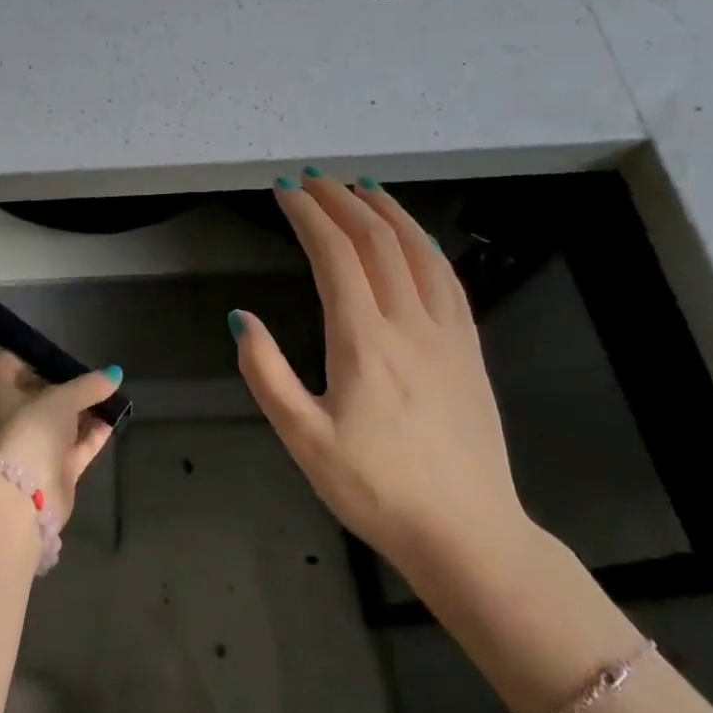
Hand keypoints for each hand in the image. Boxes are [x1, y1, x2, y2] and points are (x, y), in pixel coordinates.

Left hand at [0, 352, 120, 529]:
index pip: (9, 365)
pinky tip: (115, 419)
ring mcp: (37, 444)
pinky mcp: (57, 467)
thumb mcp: (62, 399)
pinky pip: (79, 444)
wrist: (28, 495)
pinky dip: (94, 433)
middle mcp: (17, 416)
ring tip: (111, 394)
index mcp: (4, 394)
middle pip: (41, 392)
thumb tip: (114, 374)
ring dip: (85, 409)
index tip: (54, 351)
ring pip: (63, 420)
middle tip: (93, 374)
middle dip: (66, 384)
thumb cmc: (33, 431)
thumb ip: (89, 386)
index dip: (28, 355)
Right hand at [232, 172, 527, 576]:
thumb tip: (242, 318)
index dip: (308, 215)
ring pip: (419, 251)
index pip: (334, 255)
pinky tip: (413, 238)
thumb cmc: (376, 490)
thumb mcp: (304, 440)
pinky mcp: (471, 350)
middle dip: (341, 200)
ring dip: (387, 211)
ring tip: (361, 186)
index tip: (284, 191)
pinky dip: (424, 244)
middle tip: (311, 178)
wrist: (469, 534)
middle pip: (376, 241)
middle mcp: (409, 324)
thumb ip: (267, 374)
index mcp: (364, 342)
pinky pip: (448, 278)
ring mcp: (448, 334)